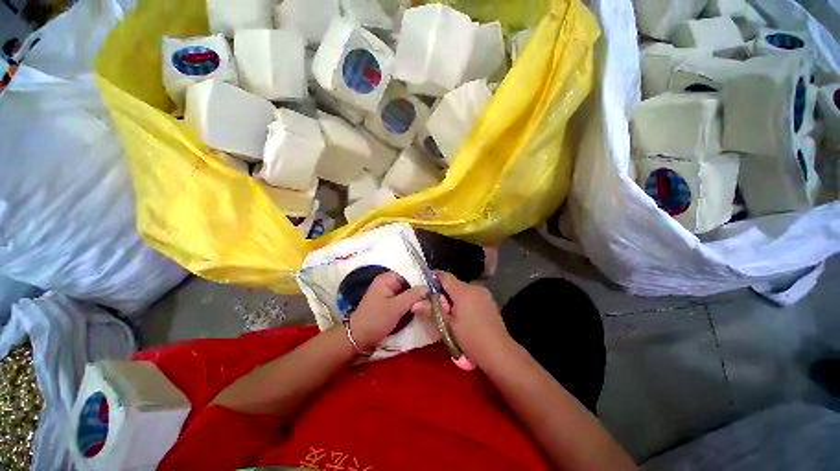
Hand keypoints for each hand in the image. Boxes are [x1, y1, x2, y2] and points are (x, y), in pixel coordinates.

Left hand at [348, 271, 426, 352]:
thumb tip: (428, 287)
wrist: (359, 338)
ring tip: (428, 303)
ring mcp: (388, 293)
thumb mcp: (397, 307)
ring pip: (407, 292)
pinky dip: (410, 303)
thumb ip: (413, 295)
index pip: (409, 274)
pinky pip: (403, 299)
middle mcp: (387, 282)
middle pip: (409, 283)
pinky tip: (419, 308)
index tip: (433, 289)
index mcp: (387, 278)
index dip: (421, 281)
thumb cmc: (376, 319)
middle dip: (419, 291)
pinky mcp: (389, 303)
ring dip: (415, 298)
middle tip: (433, 298)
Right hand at [415, 271, 513, 369]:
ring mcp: (484, 294)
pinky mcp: (490, 301)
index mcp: (463, 291)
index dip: (434, 277)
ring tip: (450, 313)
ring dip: (454, 297)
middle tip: (436, 306)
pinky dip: (465, 301)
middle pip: (454, 283)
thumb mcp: (448, 325)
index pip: (445, 276)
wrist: (499, 352)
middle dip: (444, 292)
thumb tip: (415, 303)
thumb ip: (431, 311)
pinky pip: (472, 295)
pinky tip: (464, 316)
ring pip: (463, 290)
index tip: (425, 283)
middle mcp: (474, 287)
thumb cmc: (471, 338)